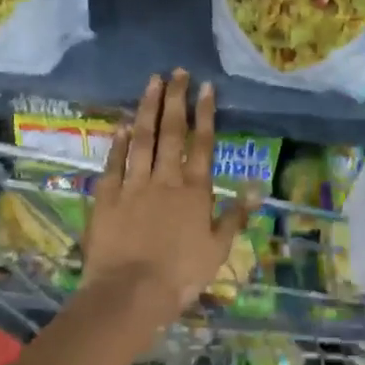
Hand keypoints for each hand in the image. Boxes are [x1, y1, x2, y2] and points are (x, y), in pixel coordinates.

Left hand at [80, 70, 252, 318]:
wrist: (130, 292)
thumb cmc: (180, 275)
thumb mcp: (218, 249)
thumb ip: (235, 216)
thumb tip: (257, 188)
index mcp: (194, 191)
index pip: (203, 144)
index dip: (205, 113)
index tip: (206, 87)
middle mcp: (165, 179)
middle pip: (171, 132)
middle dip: (175, 99)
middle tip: (177, 72)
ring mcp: (133, 185)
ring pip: (142, 139)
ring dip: (147, 109)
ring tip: (151, 83)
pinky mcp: (106, 197)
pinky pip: (114, 163)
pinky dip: (119, 143)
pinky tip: (123, 124)